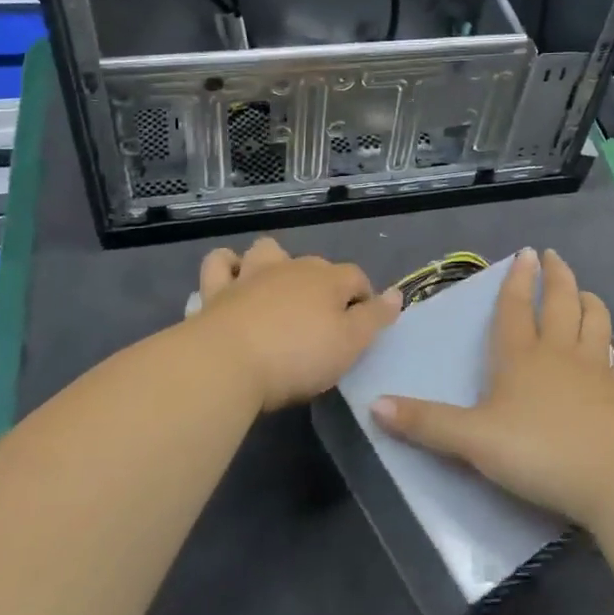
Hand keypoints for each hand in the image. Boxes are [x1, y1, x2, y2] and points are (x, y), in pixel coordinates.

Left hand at [193, 237, 401, 410]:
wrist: (227, 363)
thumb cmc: (297, 356)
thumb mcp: (350, 344)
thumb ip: (374, 318)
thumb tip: (397, 293)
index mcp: (328, 279)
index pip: (357, 278)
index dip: (364, 300)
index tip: (363, 327)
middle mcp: (292, 267)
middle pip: (316, 265)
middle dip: (323, 284)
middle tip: (323, 321)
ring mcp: (251, 275)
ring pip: (267, 251)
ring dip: (274, 262)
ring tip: (276, 288)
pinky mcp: (216, 291)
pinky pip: (220, 264)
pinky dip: (228, 267)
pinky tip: (232, 281)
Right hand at [371, 246, 613, 524]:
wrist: (609, 476)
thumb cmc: (536, 453)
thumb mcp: (471, 440)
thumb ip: (426, 423)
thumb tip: (374, 405)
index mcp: (520, 357)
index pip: (516, 308)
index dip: (517, 280)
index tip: (525, 254)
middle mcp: (560, 353)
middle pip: (561, 303)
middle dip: (556, 277)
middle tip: (553, 256)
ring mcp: (598, 370)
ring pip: (597, 322)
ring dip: (591, 303)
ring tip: (585, 292)